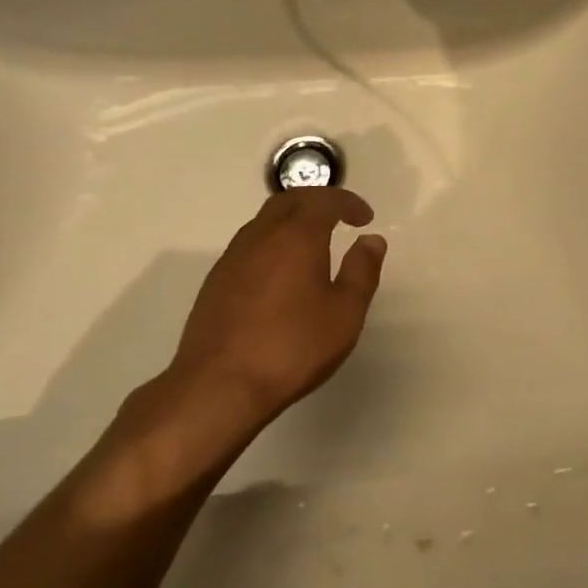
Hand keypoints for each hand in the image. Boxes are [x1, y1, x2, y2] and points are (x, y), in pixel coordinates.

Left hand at [110, 189, 387, 484]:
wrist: (219, 386)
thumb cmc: (292, 347)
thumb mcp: (345, 313)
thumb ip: (362, 271)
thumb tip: (371, 241)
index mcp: (296, 236)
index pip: (324, 201)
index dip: (348, 203)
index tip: (365, 218)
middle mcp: (261, 236)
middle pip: (289, 200)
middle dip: (318, 201)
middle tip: (340, 217)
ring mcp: (233, 258)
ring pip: (265, 220)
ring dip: (292, 219)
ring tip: (313, 241)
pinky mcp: (216, 282)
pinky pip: (250, 244)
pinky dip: (273, 241)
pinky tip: (281, 271)